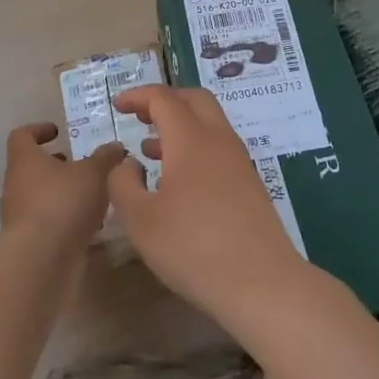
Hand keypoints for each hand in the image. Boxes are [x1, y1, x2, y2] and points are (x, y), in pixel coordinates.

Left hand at [1, 122, 121, 247]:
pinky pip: (48, 222)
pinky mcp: (29, 242)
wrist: (41, 260)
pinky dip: (66, 219)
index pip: (21, 136)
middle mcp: (16, 185)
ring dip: (64, 193)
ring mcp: (20, 216)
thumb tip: (115, 146)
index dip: (38, 130)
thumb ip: (106, 158)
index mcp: (25, 160)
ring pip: (41, 196)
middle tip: (83, 165)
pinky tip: (91, 224)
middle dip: (58, 165)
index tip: (58, 132)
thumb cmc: (63, 202)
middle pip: (33, 168)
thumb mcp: (94, 173)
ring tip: (93, 195)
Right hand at [104, 86, 309, 332]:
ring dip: (180, 125)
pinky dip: (195, 147)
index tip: (117, 106)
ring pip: (209, 124)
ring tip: (150, 151)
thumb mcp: (140, 220)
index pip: (163, 98)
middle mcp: (218, 139)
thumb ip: (123, 184)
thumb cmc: (193, 248)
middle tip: (139, 117)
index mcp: (191, 138)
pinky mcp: (250, 184)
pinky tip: (178, 181)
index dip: (137, 96)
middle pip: (194, 99)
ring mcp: (239, 161)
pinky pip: (218, 148)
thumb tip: (128, 163)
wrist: (262, 283)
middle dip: (164, 101)